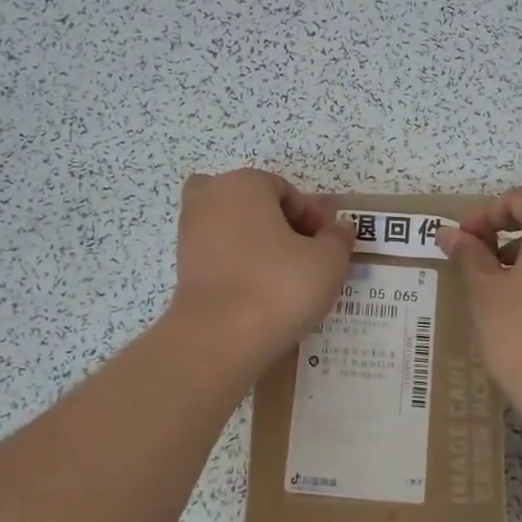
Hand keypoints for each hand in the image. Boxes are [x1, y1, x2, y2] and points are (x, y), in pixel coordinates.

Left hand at [166, 169, 352, 367]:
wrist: (219, 338)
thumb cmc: (278, 286)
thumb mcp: (328, 261)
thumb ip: (338, 238)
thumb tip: (338, 228)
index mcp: (243, 183)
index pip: (286, 190)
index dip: (312, 218)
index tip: (327, 248)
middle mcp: (209, 199)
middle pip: (255, 206)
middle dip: (281, 227)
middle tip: (306, 261)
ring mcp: (190, 234)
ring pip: (235, 231)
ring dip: (259, 248)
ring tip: (285, 282)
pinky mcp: (183, 268)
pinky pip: (221, 258)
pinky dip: (239, 269)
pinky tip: (260, 296)